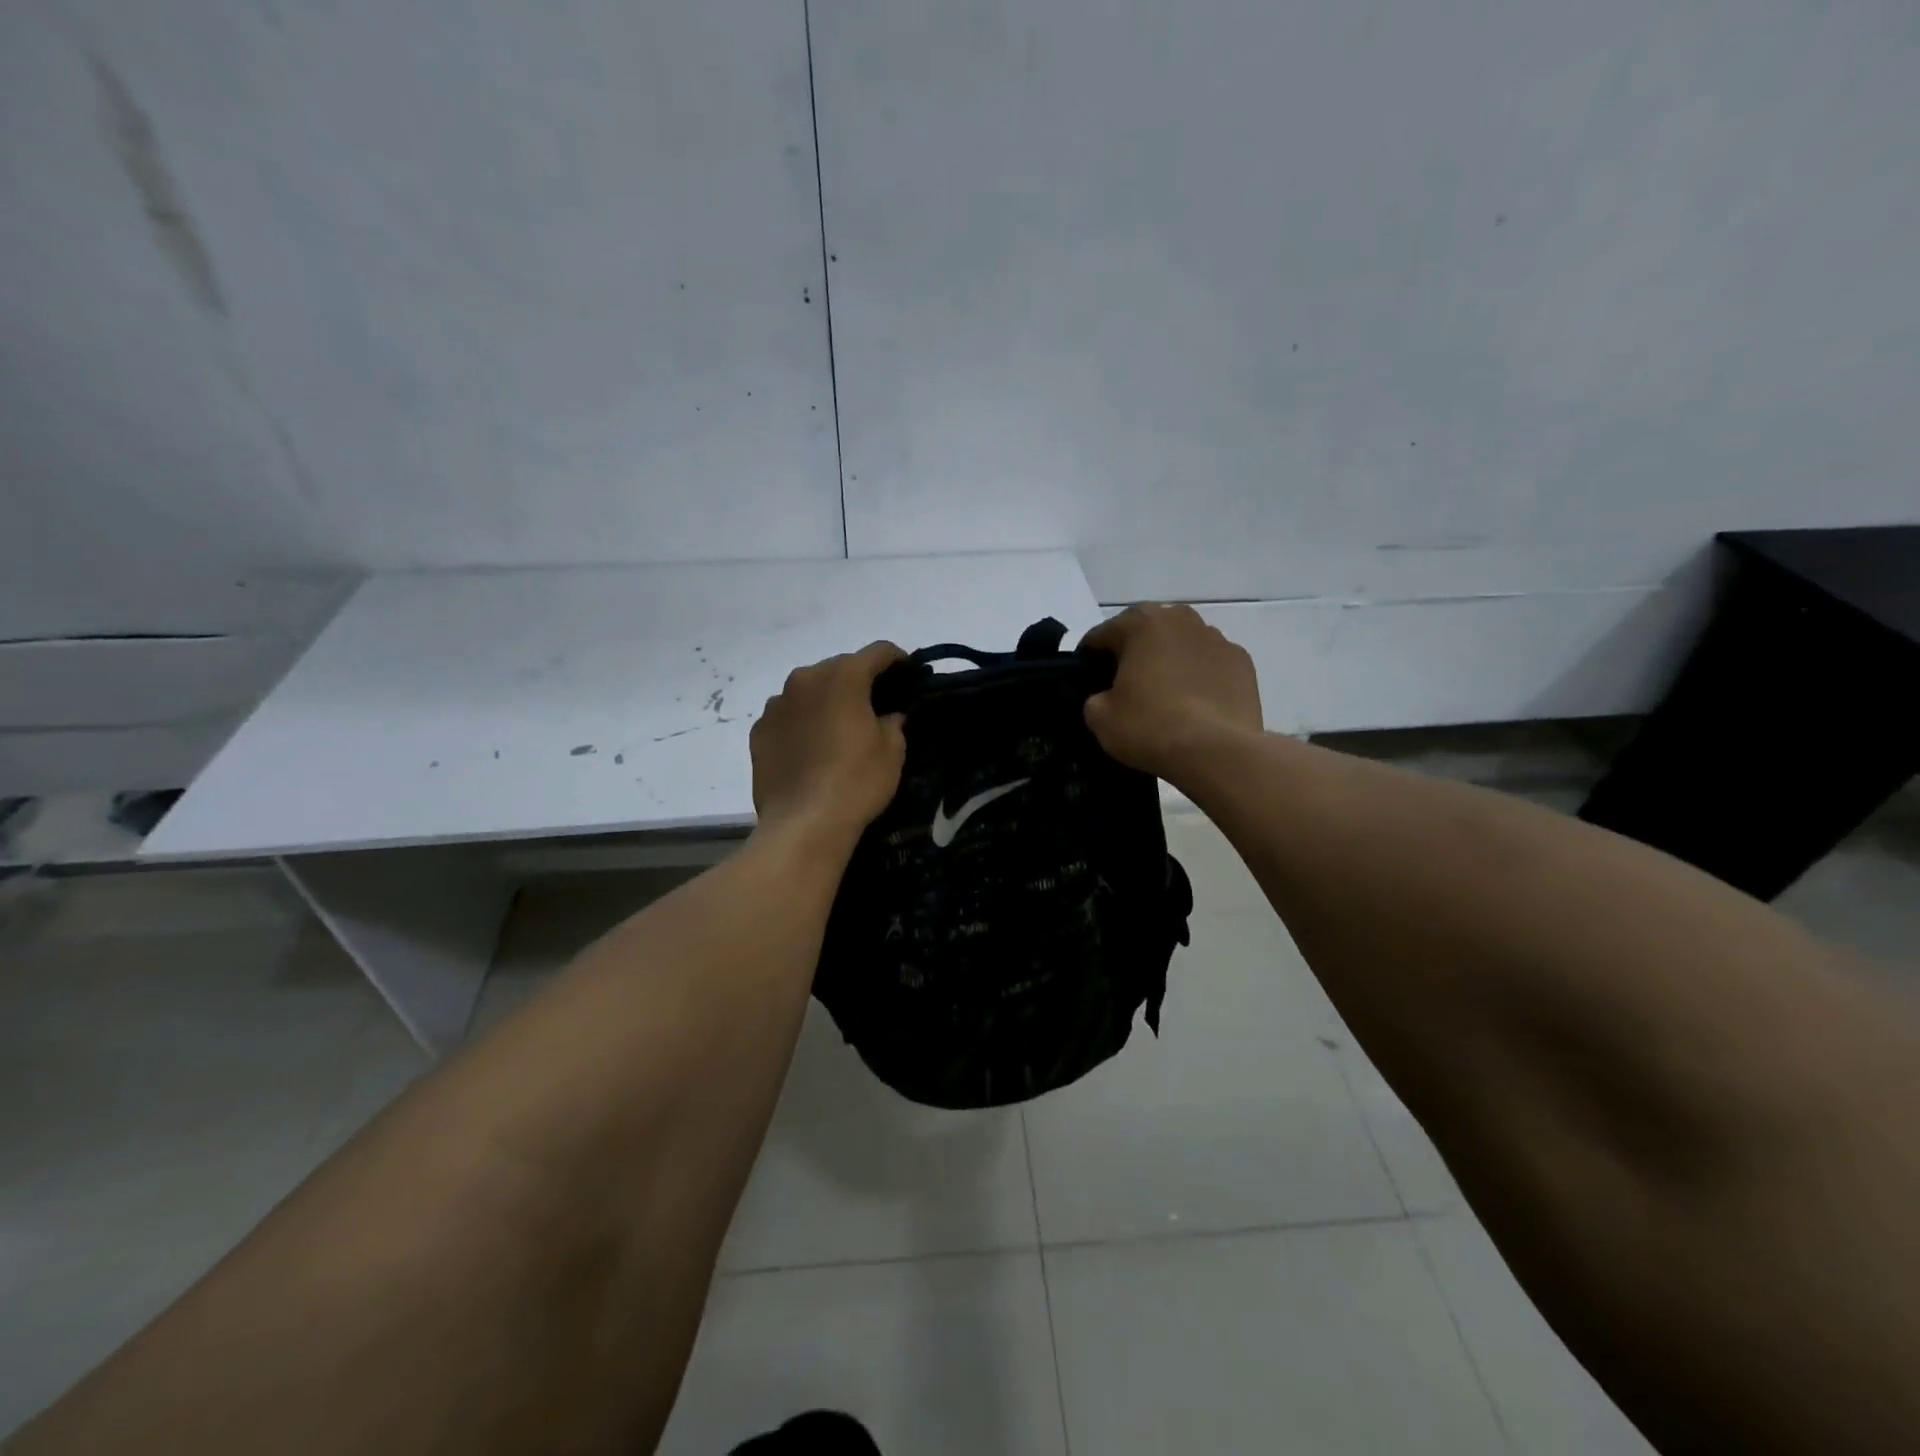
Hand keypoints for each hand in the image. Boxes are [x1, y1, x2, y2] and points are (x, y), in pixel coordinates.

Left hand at [750, 641, 907, 843]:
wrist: (804, 824)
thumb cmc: (857, 782)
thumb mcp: (893, 751)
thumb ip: (893, 721)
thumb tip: (888, 715)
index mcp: (843, 677)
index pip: (877, 652)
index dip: (897, 660)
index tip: (909, 674)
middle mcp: (805, 679)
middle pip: (839, 667)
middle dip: (859, 680)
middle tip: (874, 705)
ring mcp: (776, 705)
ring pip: (809, 690)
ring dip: (826, 700)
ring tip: (837, 727)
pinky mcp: (759, 731)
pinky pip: (787, 716)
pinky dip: (801, 722)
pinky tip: (810, 748)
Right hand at [1080, 604, 1262, 781]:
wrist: (1216, 751)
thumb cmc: (1150, 726)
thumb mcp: (1099, 717)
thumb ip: (1095, 697)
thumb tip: (1106, 697)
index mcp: (1140, 623)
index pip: (1102, 634)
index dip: (1089, 659)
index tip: (1086, 680)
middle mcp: (1180, 619)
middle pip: (1146, 632)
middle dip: (1134, 653)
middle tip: (1125, 686)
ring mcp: (1217, 638)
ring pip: (1182, 644)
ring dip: (1170, 661)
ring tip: (1165, 695)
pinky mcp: (1243, 663)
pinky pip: (1210, 664)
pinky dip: (1200, 676)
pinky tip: (1196, 705)